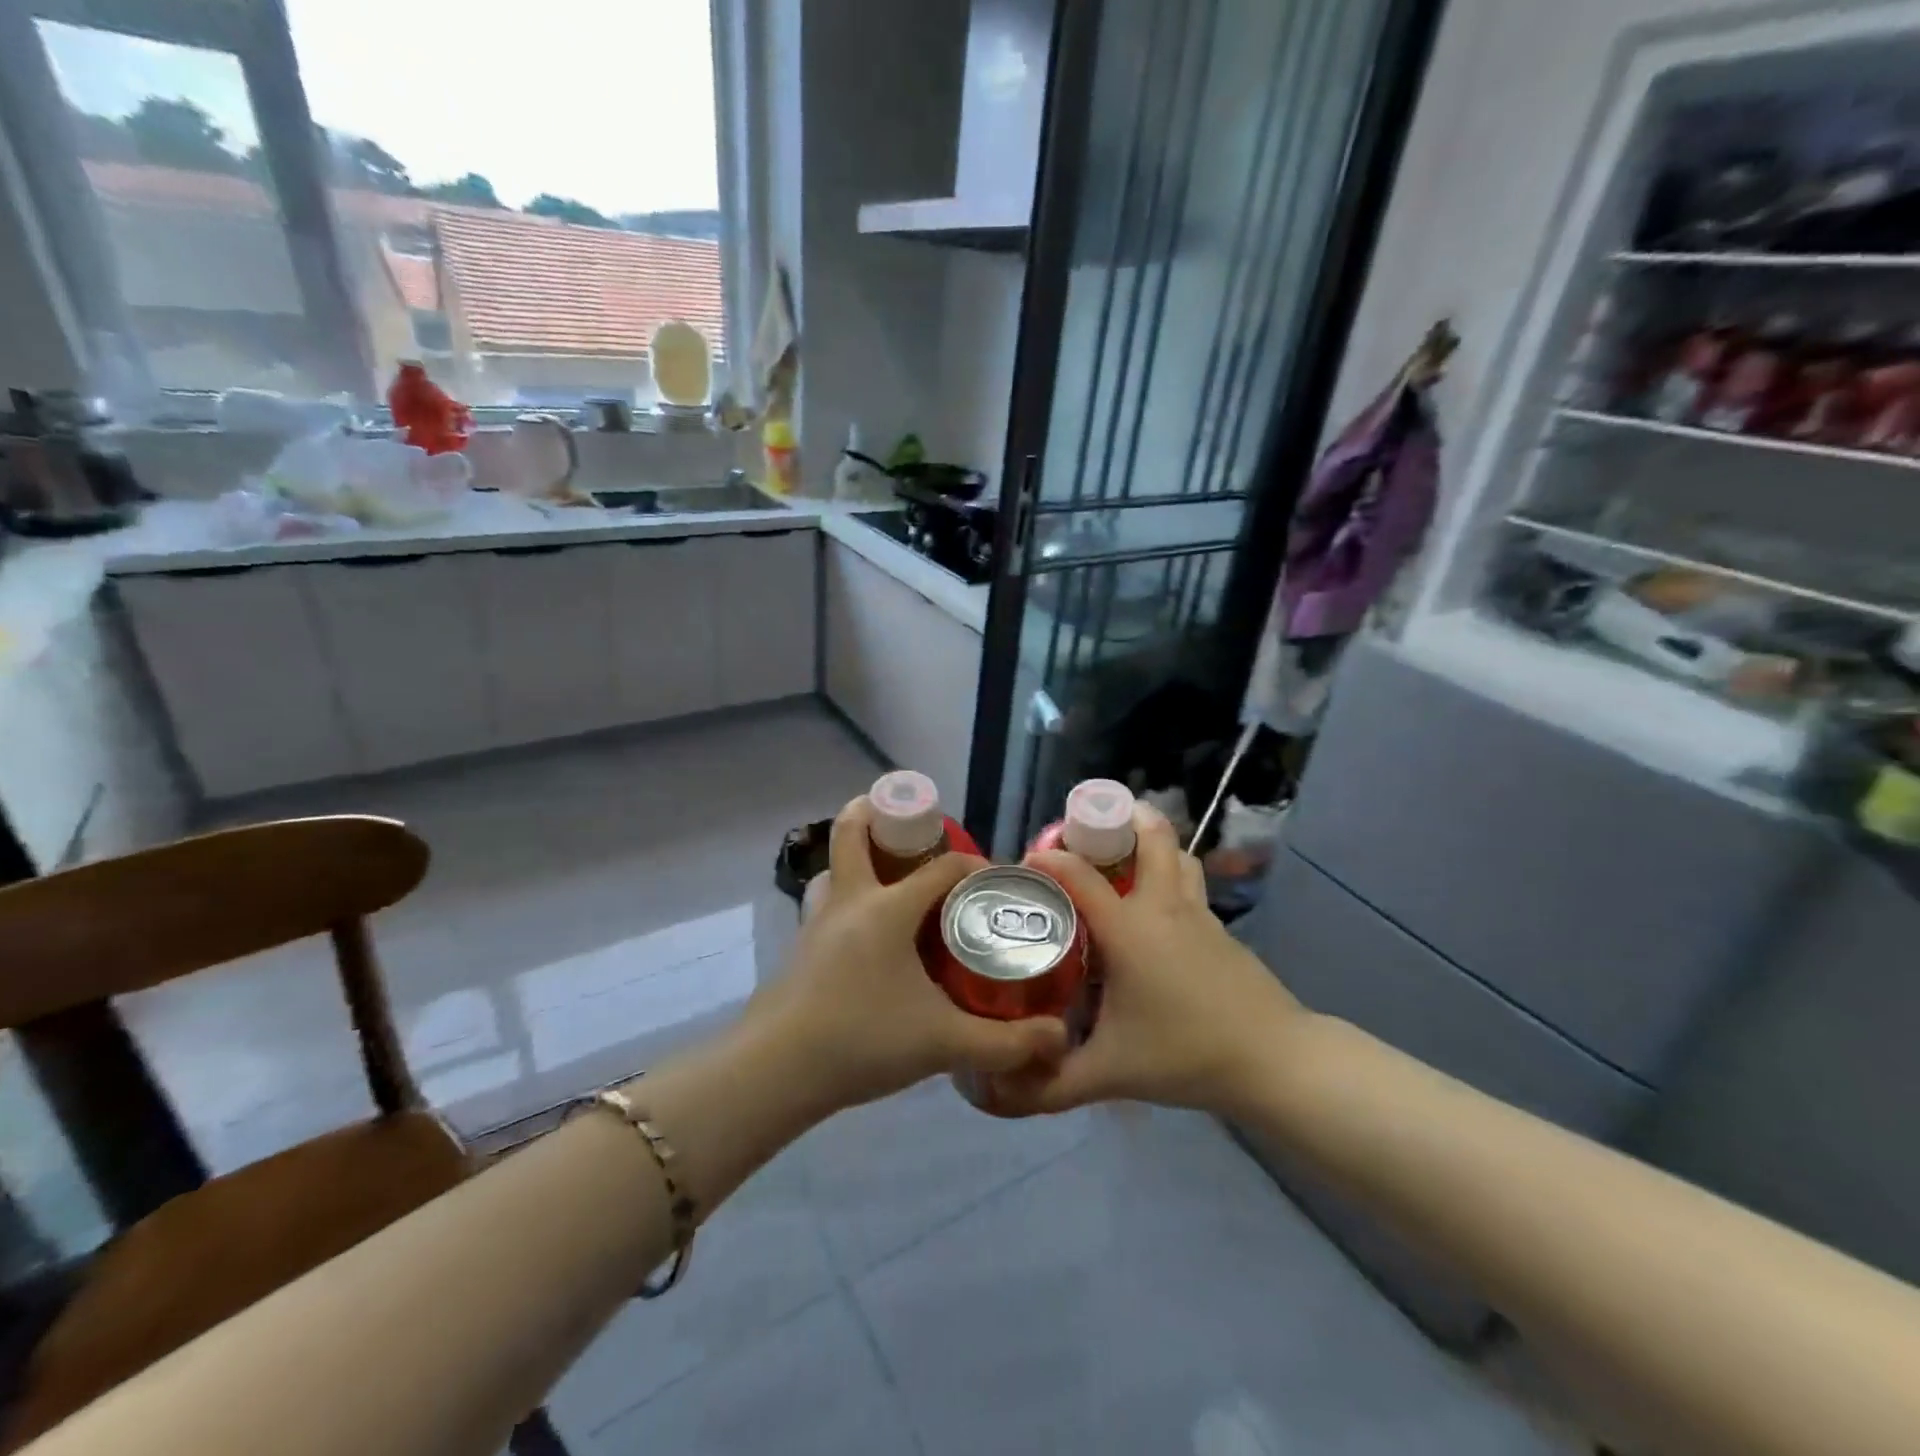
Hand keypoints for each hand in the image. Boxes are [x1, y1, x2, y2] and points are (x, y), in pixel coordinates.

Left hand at [744, 797, 1067, 1113]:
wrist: (779, 1070)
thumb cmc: (863, 1040)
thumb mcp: (943, 1043)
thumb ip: (1005, 1042)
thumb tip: (1056, 1039)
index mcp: (888, 909)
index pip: (943, 867)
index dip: (976, 867)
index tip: (997, 884)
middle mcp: (850, 901)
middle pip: (853, 832)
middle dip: (878, 813)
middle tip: (914, 827)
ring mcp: (818, 922)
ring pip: (834, 868)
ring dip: (857, 859)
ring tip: (888, 876)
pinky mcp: (801, 947)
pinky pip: (826, 903)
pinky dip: (847, 898)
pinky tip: (866, 936)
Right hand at [990, 804, 1304, 1117]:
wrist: (1273, 1060)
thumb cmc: (1184, 1054)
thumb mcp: (1108, 1074)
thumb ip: (1049, 1085)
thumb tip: (996, 1094)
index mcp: (1128, 928)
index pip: (1078, 874)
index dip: (1048, 860)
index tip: (1025, 865)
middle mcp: (1162, 906)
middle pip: (1148, 836)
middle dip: (1117, 819)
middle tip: (1084, 835)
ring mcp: (1198, 913)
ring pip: (1176, 855)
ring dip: (1149, 843)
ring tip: (1120, 859)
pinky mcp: (1220, 929)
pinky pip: (1189, 884)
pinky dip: (1168, 876)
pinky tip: (1154, 914)